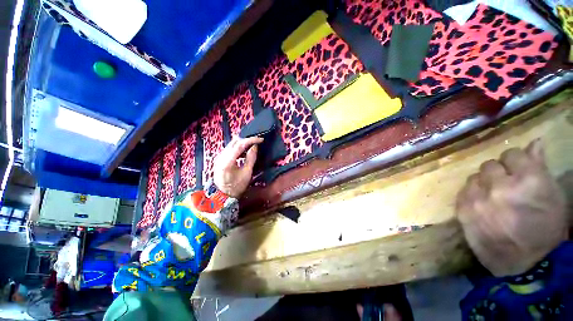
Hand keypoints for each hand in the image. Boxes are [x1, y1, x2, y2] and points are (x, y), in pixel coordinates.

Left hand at [213, 136, 263, 197]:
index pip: (240, 144)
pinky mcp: (219, 158)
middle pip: (234, 141)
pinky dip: (238, 147)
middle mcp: (221, 156)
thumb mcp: (247, 173)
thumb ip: (251, 158)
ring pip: (232, 144)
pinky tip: (244, 152)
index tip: (261, 139)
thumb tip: (255, 146)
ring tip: (252, 146)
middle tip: (257, 142)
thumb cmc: (236, 186)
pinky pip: (229, 148)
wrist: (222, 195)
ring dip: (242, 143)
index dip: (251, 140)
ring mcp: (219, 156)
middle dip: (247, 140)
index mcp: (227, 161)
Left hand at [456, 139, 567, 276]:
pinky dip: (472, 193)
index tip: (517, 169)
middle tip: (506, 185)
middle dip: (498, 172)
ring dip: (483, 183)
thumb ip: (539, 165)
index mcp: (528, 180)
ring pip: (474, 177)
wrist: (525, 264)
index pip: (512, 154)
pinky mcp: (462, 210)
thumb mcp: (553, 195)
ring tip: (493, 196)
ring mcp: (477, 199)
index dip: (515, 161)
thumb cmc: (546, 229)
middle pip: (489, 165)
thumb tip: (533, 142)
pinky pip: (463, 191)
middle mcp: (499, 186)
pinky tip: (482, 203)